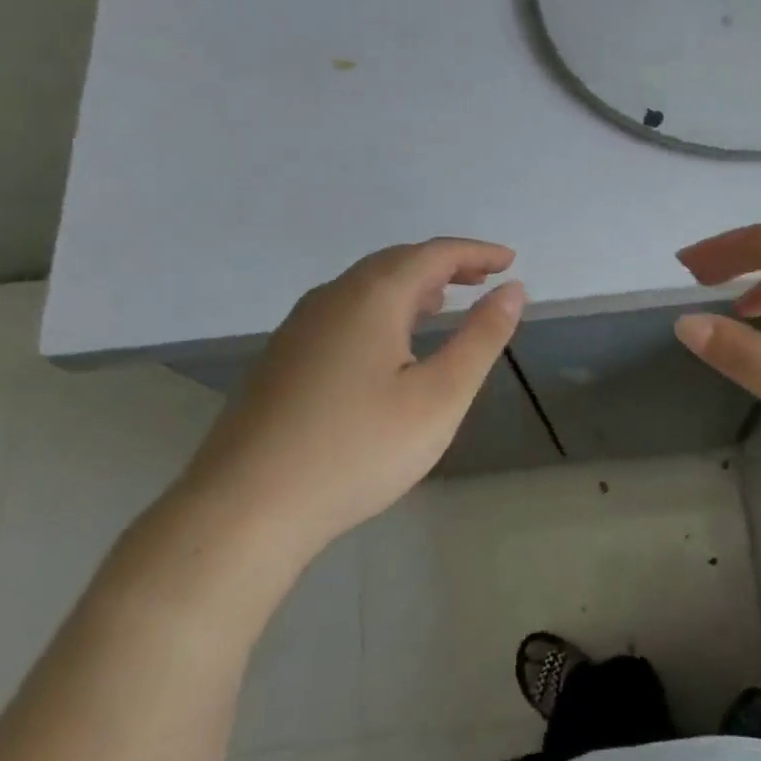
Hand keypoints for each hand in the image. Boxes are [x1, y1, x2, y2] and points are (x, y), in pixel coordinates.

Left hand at [173, 238, 523, 563]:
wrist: (247, 506)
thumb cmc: (359, 449)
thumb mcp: (439, 397)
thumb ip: (480, 338)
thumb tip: (513, 291)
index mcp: (372, 297)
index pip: (434, 254)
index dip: (476, 253)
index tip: (510, 262)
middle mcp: (331, 297)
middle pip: (396, 262)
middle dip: (444, 264)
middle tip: (482, 279)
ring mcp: (299, 327)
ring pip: (364, 287)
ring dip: (410, 285)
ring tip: (442, 302)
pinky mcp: (282, 358)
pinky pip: (343, 312)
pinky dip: (380, 309)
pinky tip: (388, 344)